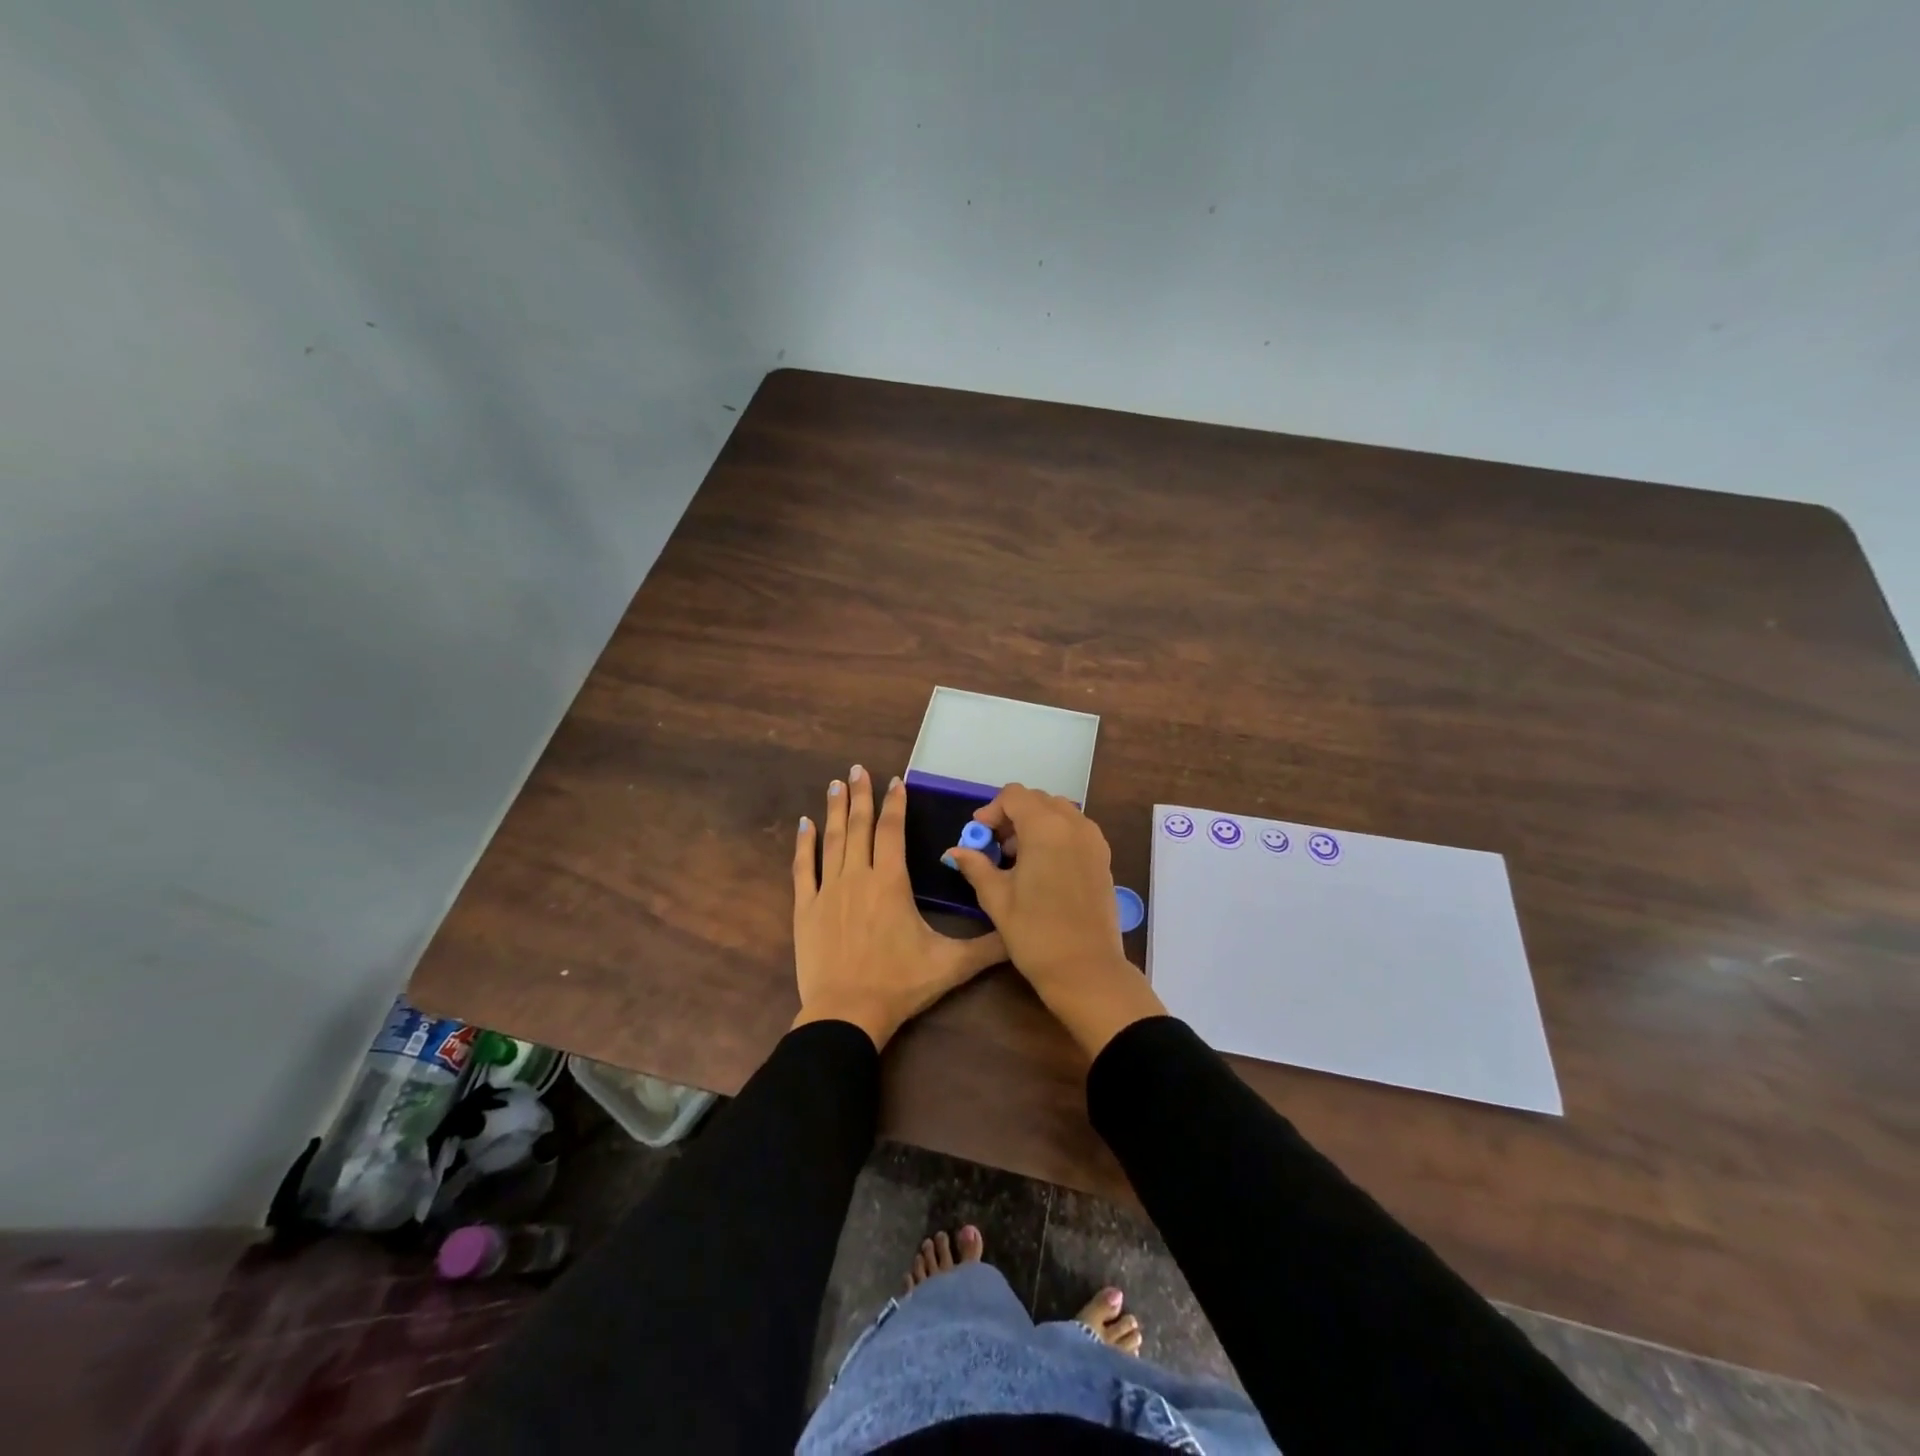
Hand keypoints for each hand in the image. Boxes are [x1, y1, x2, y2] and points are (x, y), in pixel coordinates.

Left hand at [792, 766, 1006, 1049]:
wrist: (846, 1014)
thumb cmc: (899, 985)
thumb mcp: (951, 965)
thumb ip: (987, 946)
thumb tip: (1020, 934)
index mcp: (891, 882)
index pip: (893, 831)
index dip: (895, 804)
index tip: (894, 780)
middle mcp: (858, 877)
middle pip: (860, 827)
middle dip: (860, 795)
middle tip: (857, 769)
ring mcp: (828, 891)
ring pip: (832, 840)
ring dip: (834, 811)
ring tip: (835, 784)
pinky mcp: (806, 909)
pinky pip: (803, 869)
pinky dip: (803, 844)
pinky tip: (803, 824)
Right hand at [946, 785, 1165, 1058]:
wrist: (1086, 970)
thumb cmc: (1035, 933)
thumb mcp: (997, 898)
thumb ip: (976, 866)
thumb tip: (955, 851)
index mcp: (1045, 828)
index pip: (1014, 795)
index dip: (992, 810)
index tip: (979, 835)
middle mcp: (1074, 825)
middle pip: (1038, 800)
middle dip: (1013, 815)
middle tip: (995, 846)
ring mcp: (1093, 841)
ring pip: (1059, 813)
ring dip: (1035, 824)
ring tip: (1017, 858)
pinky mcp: (1103, 858)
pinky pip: (1076, 830)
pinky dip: (1055, 835)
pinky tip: (1041, 868)